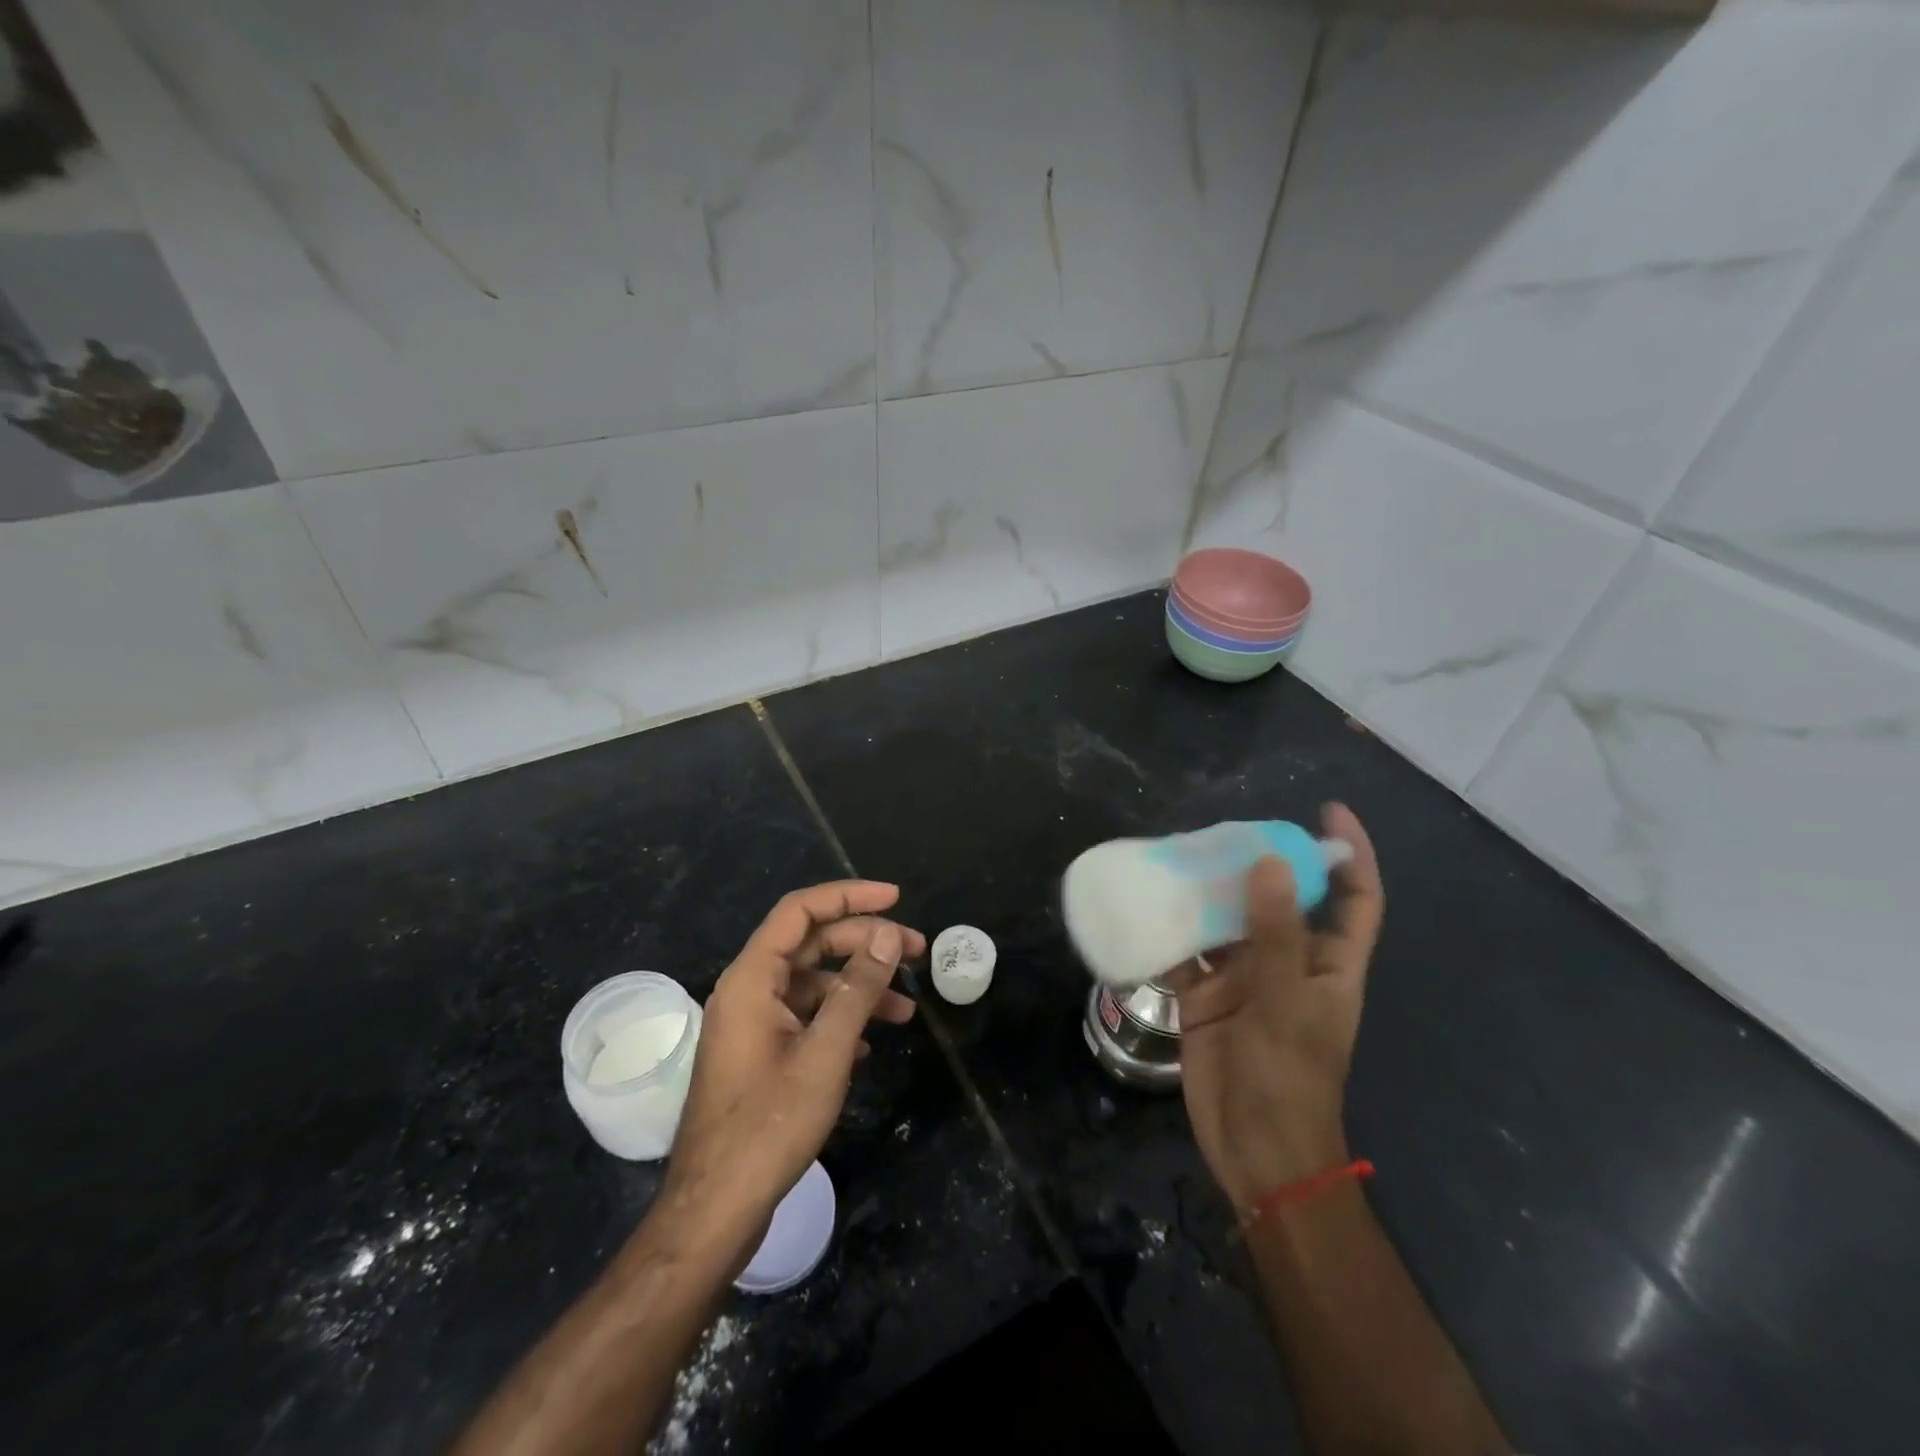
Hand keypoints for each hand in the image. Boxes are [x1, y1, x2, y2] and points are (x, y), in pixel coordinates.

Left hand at [657, 881, 923, 1248]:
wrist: (716, 1209)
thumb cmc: (769, 1125)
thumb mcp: (825, 1052)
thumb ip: (858, 988)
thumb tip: (888, 934)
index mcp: (751, 978)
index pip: (800, 911)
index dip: (848, 896)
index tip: (896, 898)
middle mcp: (748, 991)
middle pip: (811, 944)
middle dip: (865, 943)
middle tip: (917, 953)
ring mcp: (752, 1025)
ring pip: (812, 984)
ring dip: (859, 988)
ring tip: (906, 1011)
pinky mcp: (760, 1054)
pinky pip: (805, 1017)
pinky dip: (840, 1019)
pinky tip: (870, 1044)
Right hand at [1170, 804, 1382, 1211]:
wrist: (1253, 1151)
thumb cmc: (1288, 1078)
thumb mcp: (1286, 1002)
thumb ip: (1275, 932)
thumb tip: (1270, 861)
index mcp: (1328, 964)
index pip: (1355, 899)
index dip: (1350, 854)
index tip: (1327, 811)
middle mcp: (1288, 963)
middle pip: (1279, 900)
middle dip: (1258, 863)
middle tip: (1223, 830)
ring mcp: (1244, 979)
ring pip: (1227, 921)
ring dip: (1207, 894)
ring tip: (1177, 856)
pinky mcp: (1206, 996)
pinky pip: (1187, 952)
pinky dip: (1169, 932)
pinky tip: (1145, 907)